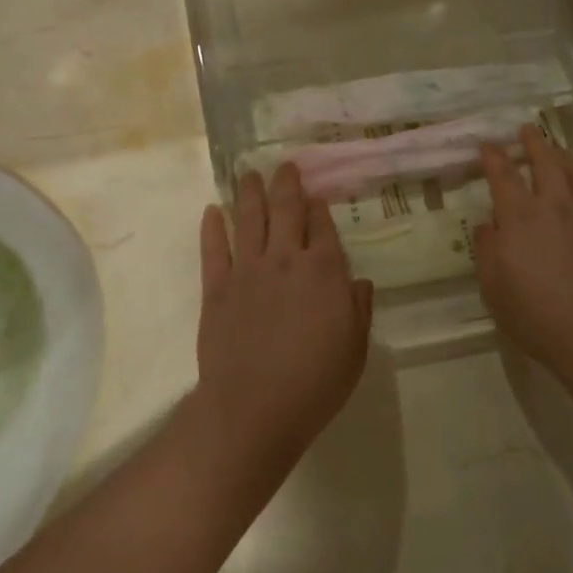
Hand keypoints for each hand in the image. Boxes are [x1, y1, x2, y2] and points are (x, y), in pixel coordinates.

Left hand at [195, 166, 373, 472]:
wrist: (255, 408)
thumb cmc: (315, 382)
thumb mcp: (355, 348)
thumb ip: (359, 308)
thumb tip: (358, 281)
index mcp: (324, 271)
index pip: (322, 226)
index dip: (319, 206)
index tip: (315, 194)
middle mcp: (286, 259)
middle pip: (285, 210)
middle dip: (286, 184)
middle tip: (284, 165)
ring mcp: (248, 270)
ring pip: (249, 219)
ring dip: (249, 193)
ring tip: (249, 173)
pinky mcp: (217, 288)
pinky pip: (214, 249)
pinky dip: (213, 227)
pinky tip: (213, 210)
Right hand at [473, 127, 572, 382]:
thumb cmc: (537, 316)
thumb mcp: (494, 288)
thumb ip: (488, 250)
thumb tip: (487, 226)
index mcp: (520, 217)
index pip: (503, 175)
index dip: (494, 156)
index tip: (488, 144)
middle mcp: (555, 205)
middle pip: (545, 161)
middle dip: (533, 142)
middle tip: (526, 130)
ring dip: (562, 155)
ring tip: (556, 150)